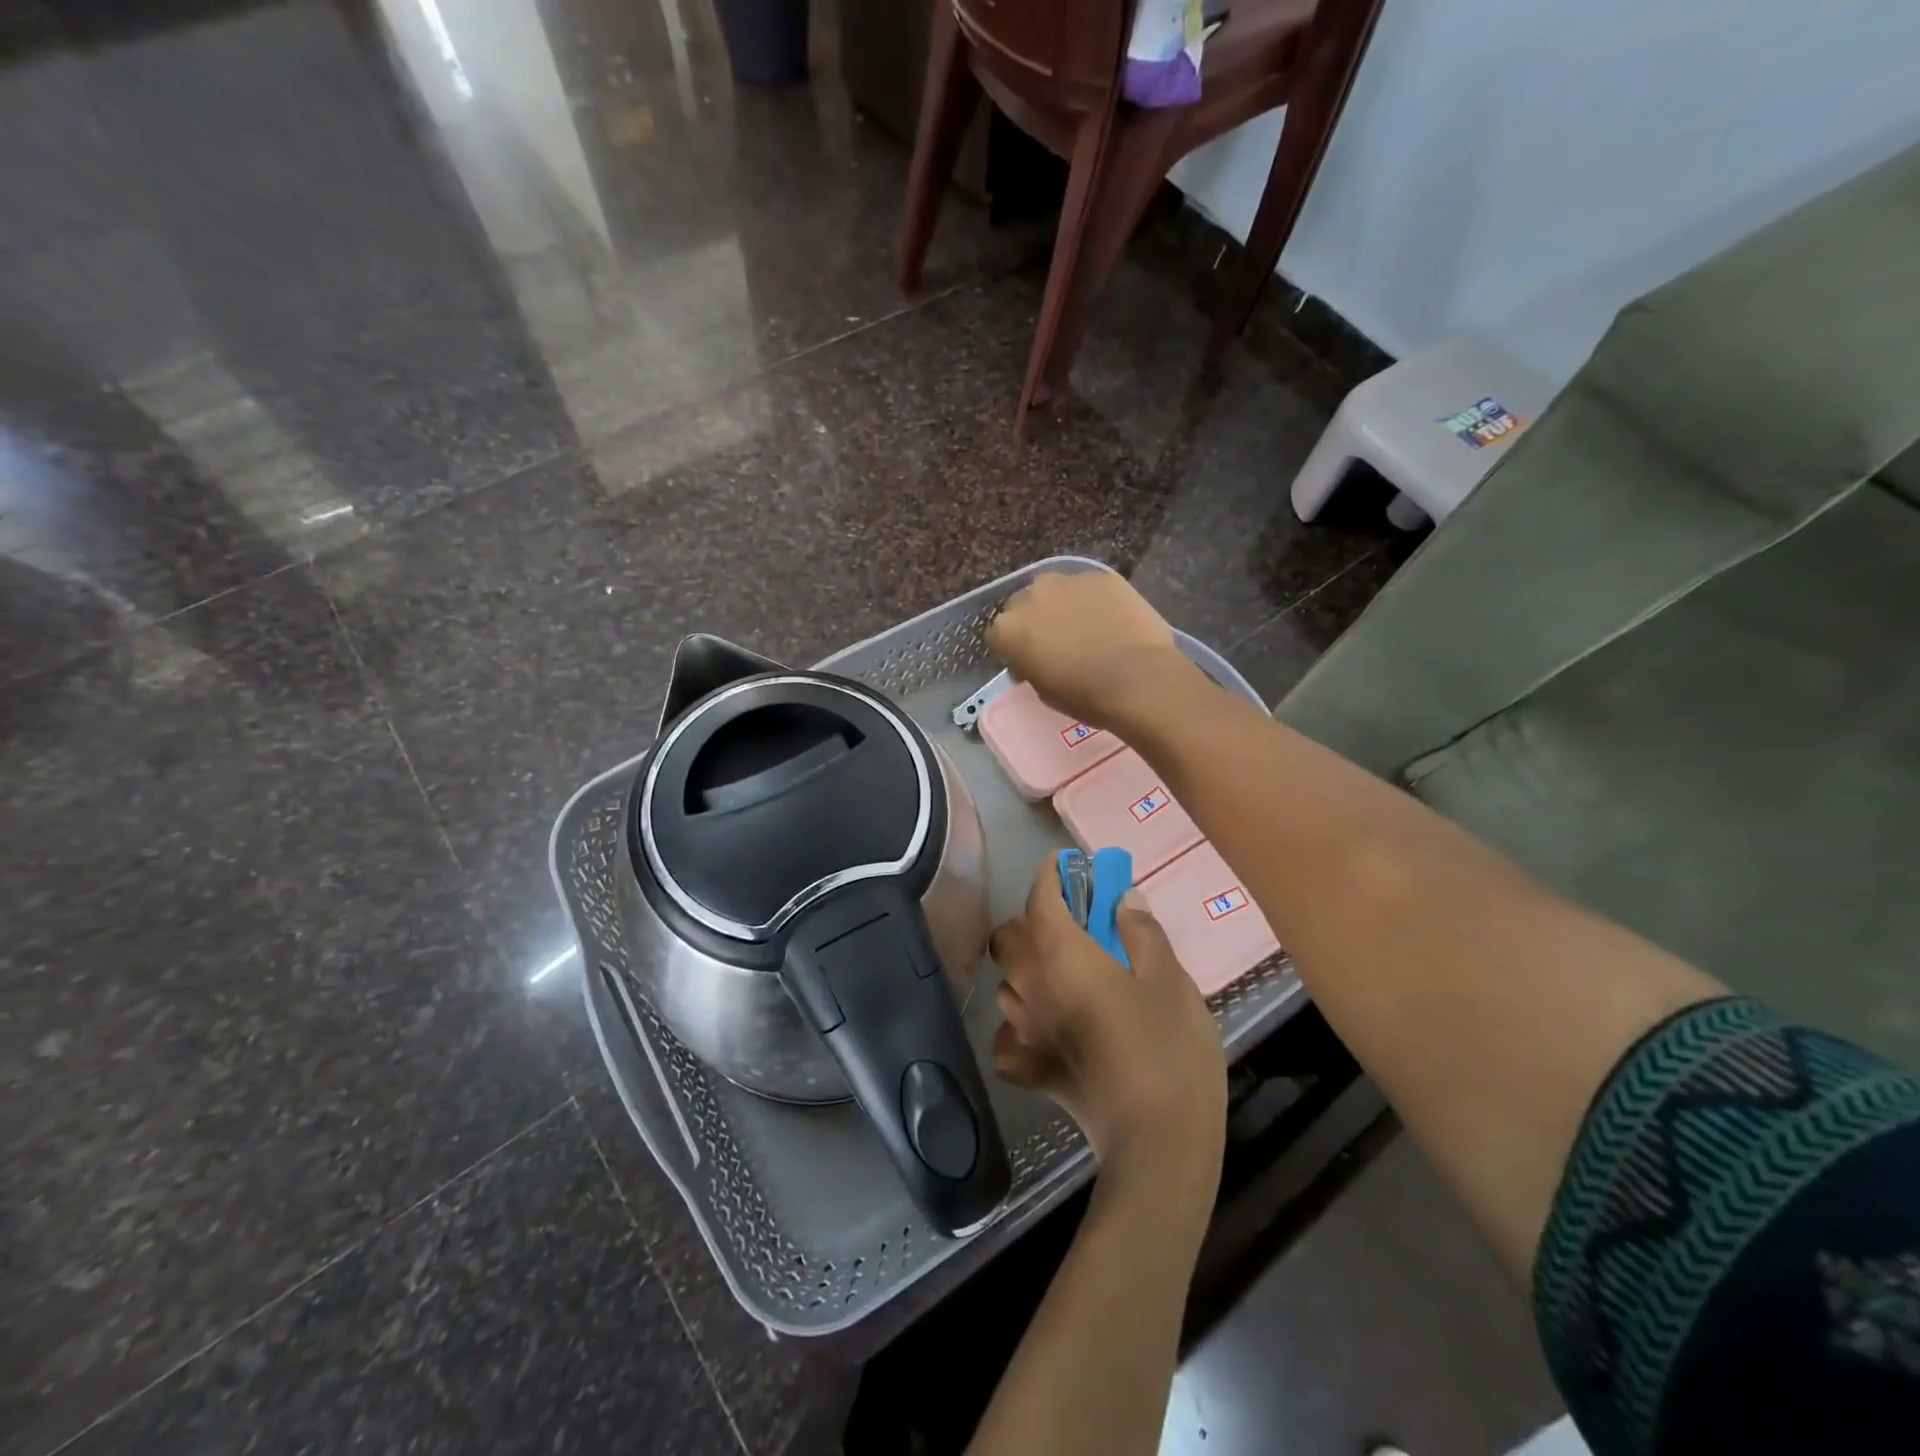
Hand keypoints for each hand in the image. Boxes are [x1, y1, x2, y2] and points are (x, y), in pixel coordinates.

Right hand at [987, 572, 1195, 732]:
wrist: (1138, 680)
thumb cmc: (1084, 696)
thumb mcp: (1042, 690)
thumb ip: (1029, 665)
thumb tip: (1035, 657)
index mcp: (1007, 628)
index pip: (998, 635)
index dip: (1013, 649)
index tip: (1028, 661)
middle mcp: (1030, 595)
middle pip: (1023, 605)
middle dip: (1035, 621)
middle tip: (1056, 642)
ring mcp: (1067, 580)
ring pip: (1055, 590)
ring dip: (1062, 605)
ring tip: (1085, 627)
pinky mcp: (1101, 576)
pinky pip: (1089, 587)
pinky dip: (1094, 601)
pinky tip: (1111, 620)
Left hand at [990, 863, 1227, 1184]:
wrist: (1158, 1139)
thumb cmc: (1167, 1046)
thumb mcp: (1168, 978)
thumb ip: (1140, 931)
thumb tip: (1122, 899)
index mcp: (1060, 953)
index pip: (1040, 898)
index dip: (1051, 875)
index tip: (1066, 865)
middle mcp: (1029, 985)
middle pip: (1009, 938)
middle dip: (1032, 922)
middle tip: (1071, 926)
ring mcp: (1023, 1030)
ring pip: (1007, 984)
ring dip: (1028, 970)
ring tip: (1064, 975)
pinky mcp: (1029, 1070)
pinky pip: (1010, 1037)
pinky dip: (1022, 1026)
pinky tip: (1048, 1030)